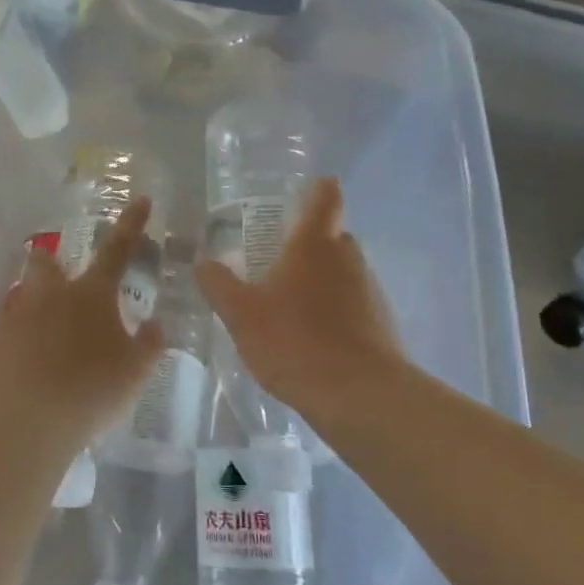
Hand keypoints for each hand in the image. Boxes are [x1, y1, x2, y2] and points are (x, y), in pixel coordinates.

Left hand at [0, 200, 164, 447]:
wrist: (21, 417)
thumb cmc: (89, 388)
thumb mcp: (135, 372)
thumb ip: (149, 346)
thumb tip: (156, 324)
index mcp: (91, 294)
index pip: (117, 249)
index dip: (131, 224)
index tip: (140, 199)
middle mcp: (51, 295)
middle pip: (47, 263)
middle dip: (52, 262)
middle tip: (58, 272)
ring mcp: (16, 316)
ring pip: (22, 293)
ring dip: (31, 300)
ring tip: (40, 325)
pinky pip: (4, 329)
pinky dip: (14, 336)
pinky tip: (20, 359)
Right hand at [196, 179, 404, 414]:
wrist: (359, 395)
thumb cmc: (294, 341)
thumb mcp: (242, 314)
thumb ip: (219, 285)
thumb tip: (202, 262)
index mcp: (315, 244)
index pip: (326, 198)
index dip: (319, 189)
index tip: (309, 188)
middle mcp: (348, 258)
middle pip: (334, 235)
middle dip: (311, 242)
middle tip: (279, 258)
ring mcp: (370, 290)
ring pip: (344, 271)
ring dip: (323, 280)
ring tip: (291, 304)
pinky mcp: (381, 323)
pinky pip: (354, 304)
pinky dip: (336, 311)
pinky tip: (314, 338)